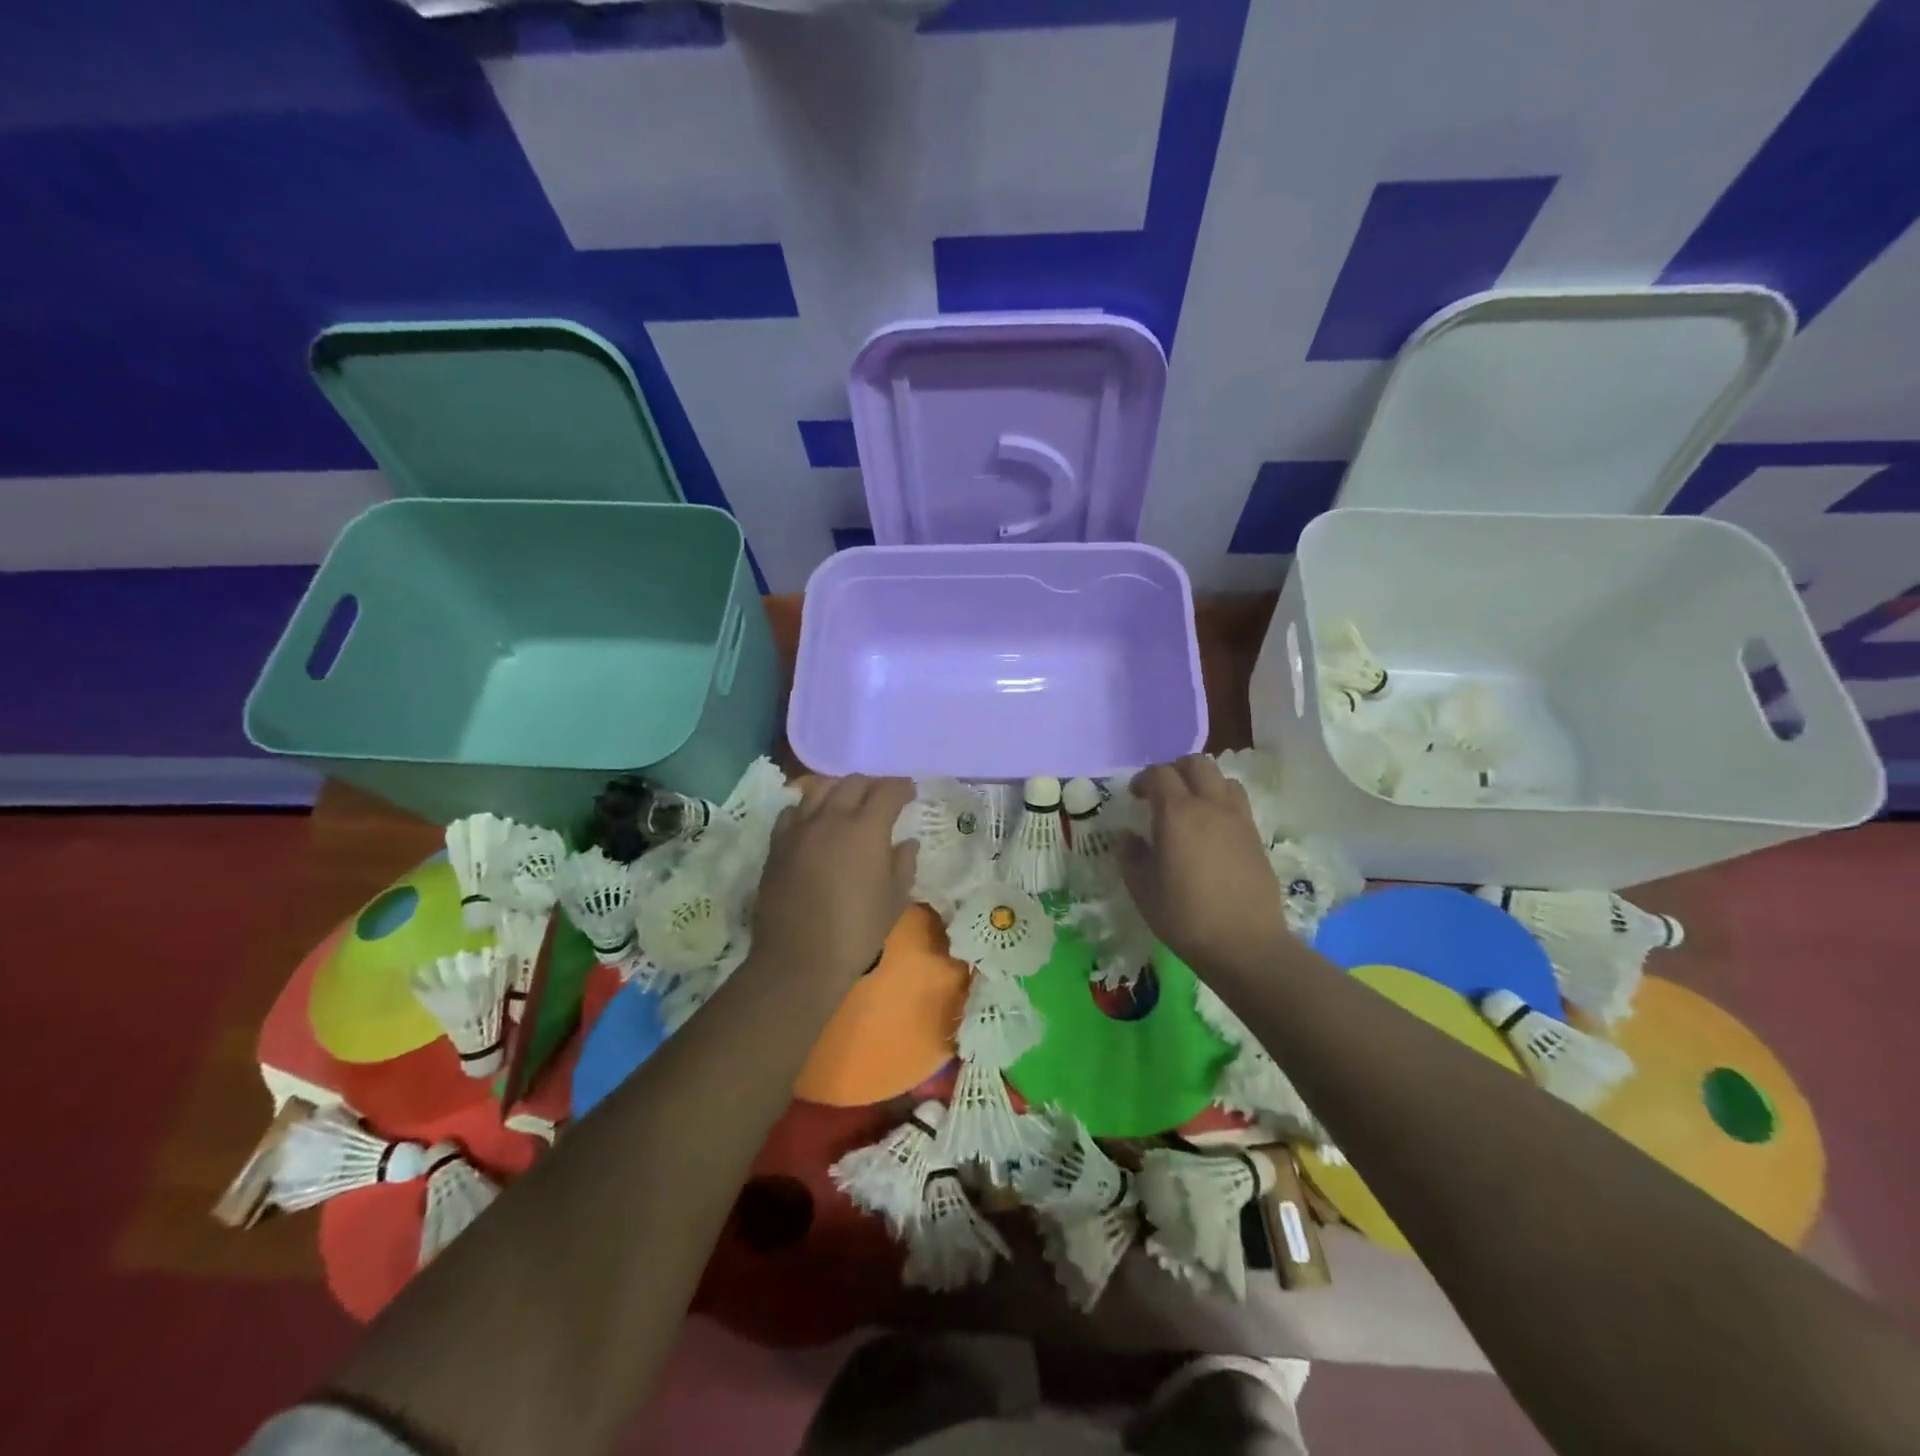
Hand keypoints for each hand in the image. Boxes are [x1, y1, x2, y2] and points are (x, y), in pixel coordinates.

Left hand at [751, 775, 916, 983]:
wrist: (799, 959)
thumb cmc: (857, 931)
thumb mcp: (894, 900)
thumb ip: (903, 865)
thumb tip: (906, 843)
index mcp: (867, 829)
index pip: (887, 791)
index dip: (902, 787)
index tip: (910, 792)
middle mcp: (832, 818)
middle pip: (853, 782)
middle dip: (872, 785)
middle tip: (882, 798)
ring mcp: (800, 829)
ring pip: (820, 789)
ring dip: (839, 790)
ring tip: (847, 803)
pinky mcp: (777, 844)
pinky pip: (793, 812)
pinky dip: (808, 809)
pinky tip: (814, 823)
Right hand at [1120, 756, 1291, 977]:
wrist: (1245, 944)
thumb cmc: (1185, 917)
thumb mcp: (1142, 889)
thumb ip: (1131, 856)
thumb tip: (1129, 839)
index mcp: (1177, 813)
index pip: (1160, 774)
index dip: (1143, 779)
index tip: (1134, 796)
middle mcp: (1210, 806)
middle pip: (1196, 764)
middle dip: (1175, 770)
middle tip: (1162, 794)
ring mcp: (1239, 819)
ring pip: (1222, 779)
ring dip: (1203, 783)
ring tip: (1191, 807)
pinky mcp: (1256, 837)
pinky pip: (1238, 803)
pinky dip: (1221, 802)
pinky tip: (1212, 830)